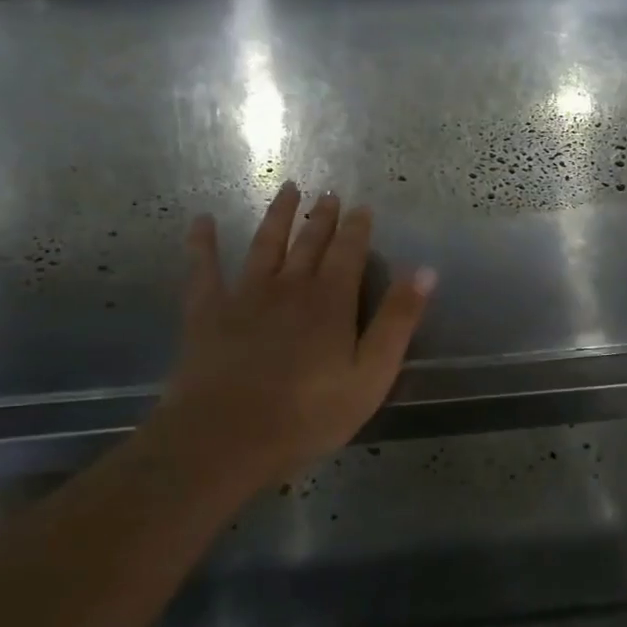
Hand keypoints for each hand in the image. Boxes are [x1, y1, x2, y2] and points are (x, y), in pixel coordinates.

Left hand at [148, 183, 434, 493]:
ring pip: (265, 244)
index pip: (349, 253)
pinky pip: (204, 268)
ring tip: (287, 189)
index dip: (358, 228)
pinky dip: (202, 243)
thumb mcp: (372, 374)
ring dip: (277, 216)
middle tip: (329, 193)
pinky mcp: (207, 312)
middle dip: (322, 217)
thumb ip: (398, 321)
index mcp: (331, 301)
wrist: (227, 437)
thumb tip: (425, 270)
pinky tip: (200, 220)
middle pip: (309, 243)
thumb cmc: (309, 413)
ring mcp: (245, 295)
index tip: (362, 207)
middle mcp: (290, 286)